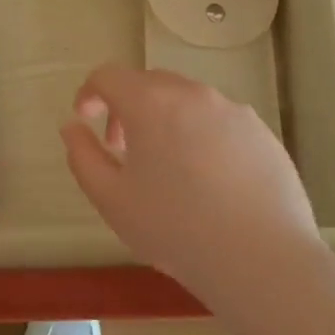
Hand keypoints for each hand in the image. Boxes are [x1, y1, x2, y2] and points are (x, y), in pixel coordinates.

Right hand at [61, 65, 321, 301]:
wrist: (262, 258)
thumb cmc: (175, 228)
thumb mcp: (111, 199)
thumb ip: (82, 156)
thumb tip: (72, 127)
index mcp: (150, 102)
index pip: (109, 75)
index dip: (89, 93)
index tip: (85, 120)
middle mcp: (192, 93)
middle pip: (149, 83)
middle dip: (127, 107)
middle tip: (122, 149)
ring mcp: (233, 110)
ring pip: (186, 101)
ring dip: (165, 120)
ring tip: (167, 168)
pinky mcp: (262, 132)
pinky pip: (219, 121)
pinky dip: (201, 136)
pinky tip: (208, 180)